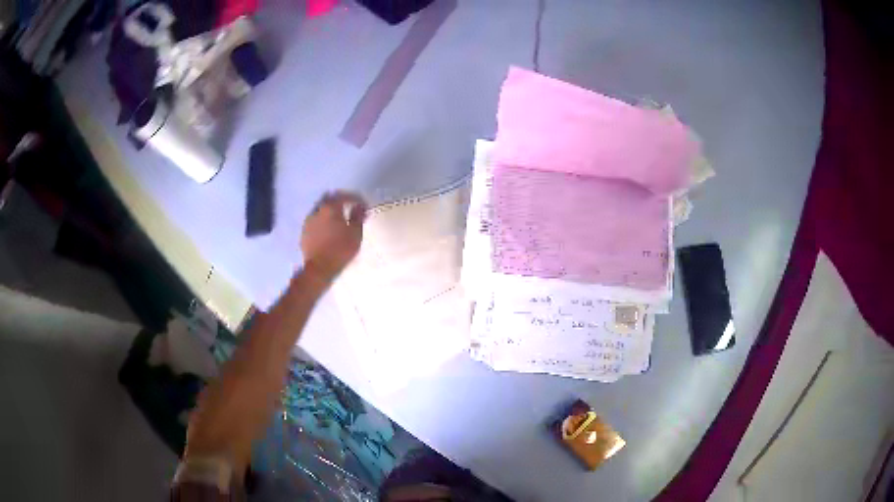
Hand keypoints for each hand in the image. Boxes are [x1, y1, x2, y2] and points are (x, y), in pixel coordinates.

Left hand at [301, 191, 367, 281]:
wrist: (319, 268)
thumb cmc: (340, 249)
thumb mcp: (355, 233)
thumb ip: (358, 216)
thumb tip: (360, 206)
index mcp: (331, 208)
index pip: (344, 196)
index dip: (355, 198)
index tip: (363, 205)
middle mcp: (317, 210)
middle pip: (329, 198)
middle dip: (340, 200)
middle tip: (349, 206)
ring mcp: (309, 221)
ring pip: (320, 208)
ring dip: (329, 210)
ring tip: (338, 218)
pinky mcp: (304, 231)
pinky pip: (315, 219)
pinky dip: (322, 220)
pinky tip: (328, 228)